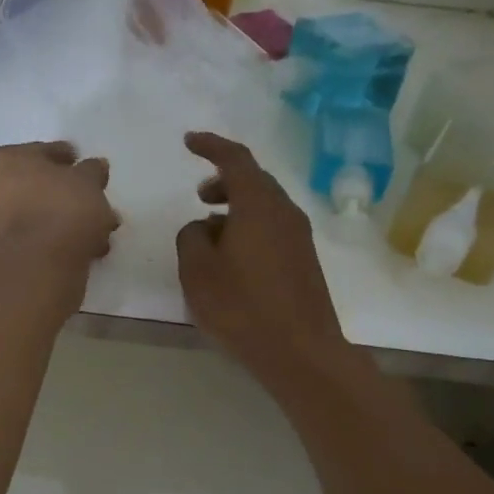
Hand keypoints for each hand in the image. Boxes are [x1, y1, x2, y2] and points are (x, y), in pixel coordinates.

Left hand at [0, 141, 118, 271]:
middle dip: (61, 195)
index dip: (63, 159)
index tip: (82, 166)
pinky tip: (81, 249)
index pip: (36, 153)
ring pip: (31, 217)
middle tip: (89, 201)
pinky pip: (31, 242)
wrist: (38, 265)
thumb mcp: (87, 180)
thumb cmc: (59, 207)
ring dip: (59, 221)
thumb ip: (91, 171)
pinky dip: (52, 242)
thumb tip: (94, 167)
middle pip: (30, 187)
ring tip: (93, 231)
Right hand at [176, 132, 347, 382]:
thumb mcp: (197, 271)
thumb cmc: (242, 307)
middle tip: (199, 195)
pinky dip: (249, 227)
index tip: (189, 141)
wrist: (301, 352)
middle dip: (224, 180)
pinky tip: (232, 255)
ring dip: (236, 207)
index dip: (211, 146)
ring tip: (209, 230)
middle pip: (254, 181)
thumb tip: (201, 227)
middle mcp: (284, 212)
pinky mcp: (304, 261)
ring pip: (264, 206)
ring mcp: (299, 237)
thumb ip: (191, 237)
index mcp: (259, 205)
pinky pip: (272, 227)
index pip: (235, 159)